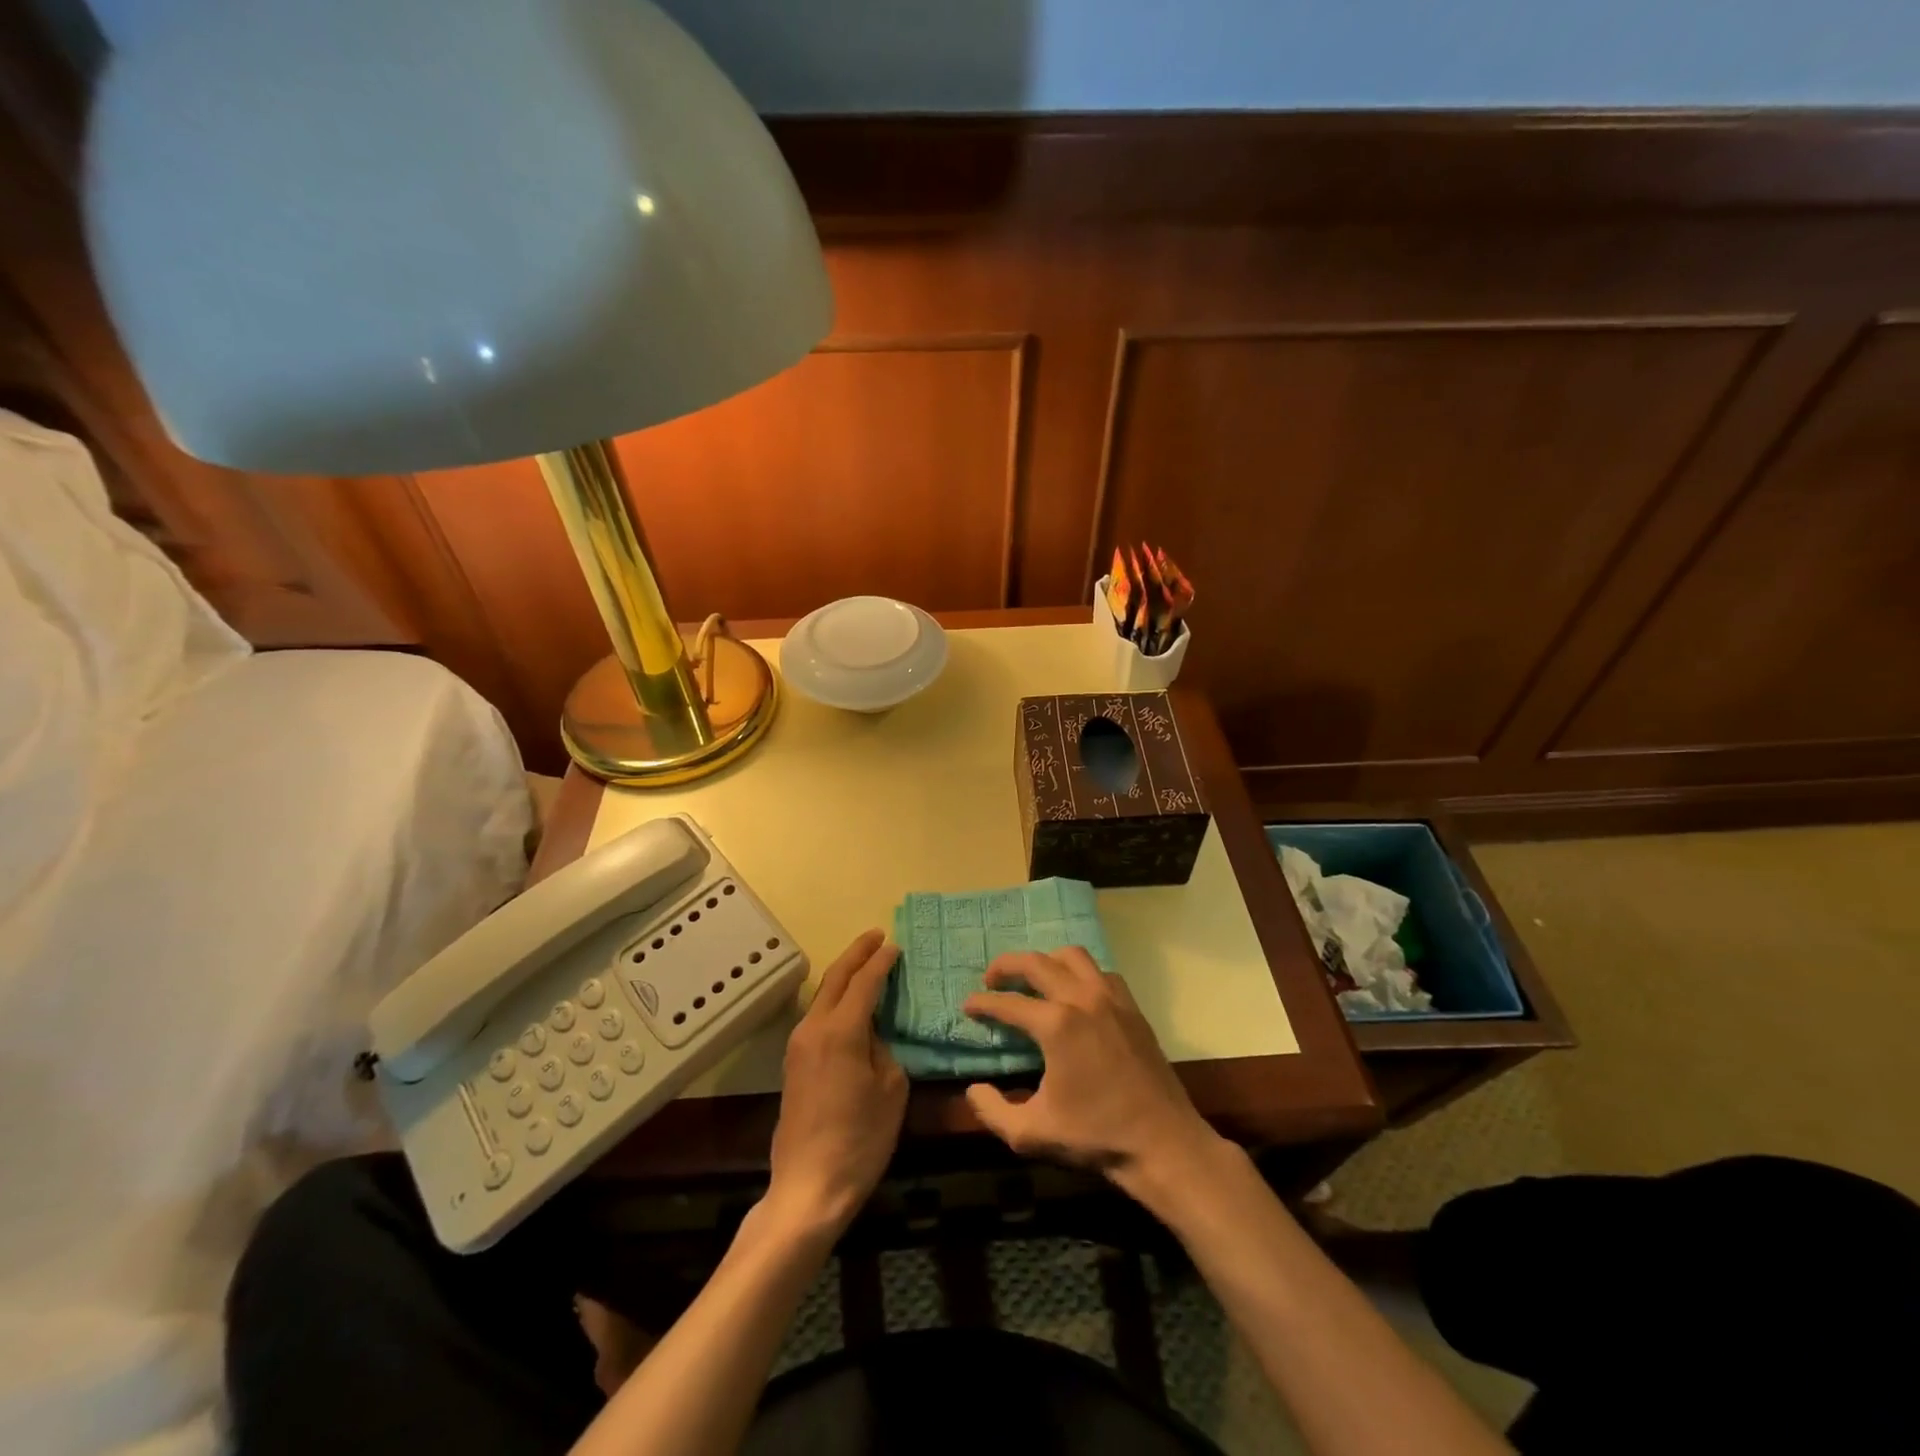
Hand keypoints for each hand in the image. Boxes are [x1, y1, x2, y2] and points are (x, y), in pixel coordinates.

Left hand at [766, 929, 907, 1234]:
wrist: (808, 1186)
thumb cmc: (860, 1139)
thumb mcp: (892, 1090)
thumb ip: (884, 1049)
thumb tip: (872, 1035)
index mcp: (840, 1030)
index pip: (864, 982)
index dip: (881, 961)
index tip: (895, 945)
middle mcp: (813, 1028)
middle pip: (835, 978)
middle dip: (856, 953)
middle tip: (877, 936)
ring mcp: (798, 1045)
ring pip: (823, 995)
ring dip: (843, 975)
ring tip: (865, 963)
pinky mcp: (793, 1063)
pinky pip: (817, 1016)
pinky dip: (835, 999)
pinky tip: (849, 1003)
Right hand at [962, 947, 1219, 1193]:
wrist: (1163, 1144)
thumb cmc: (1096, 1137)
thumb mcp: (1032, 1134)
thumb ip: (993, 1111)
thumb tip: (973, 1089)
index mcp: (1057, 1025)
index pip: (1008, 1003)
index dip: (982, 1002)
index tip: (967, 1006)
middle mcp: (1082, 998)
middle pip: (1037, 962)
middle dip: (1007, 965)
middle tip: (991, 979)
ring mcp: (1111, 999)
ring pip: (1072, 957)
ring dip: (1046, 961)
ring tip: (1032, 978)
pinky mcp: (1132, 1008)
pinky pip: (1101, 973)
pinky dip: (1081, 973)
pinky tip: (1075, 993)